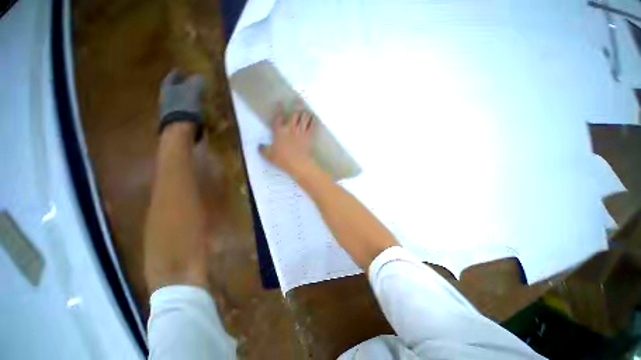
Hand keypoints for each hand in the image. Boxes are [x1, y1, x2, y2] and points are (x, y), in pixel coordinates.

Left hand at [159, 69, 204, 139]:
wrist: (181, 131)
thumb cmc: (185, 108)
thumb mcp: (192, 92)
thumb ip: (195, 83)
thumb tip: (199, 76)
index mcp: (167, 89)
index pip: (171, 78)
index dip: (177, 73)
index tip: (182, 70)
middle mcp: (165, 99)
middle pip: (173, 90)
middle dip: (181, 86)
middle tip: (190, 83)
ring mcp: (170, 112)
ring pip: (178, 101)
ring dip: (186, 99)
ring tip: (196, 98)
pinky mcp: (177, 122)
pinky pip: (184, 112)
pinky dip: (190, 110)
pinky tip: (198, 111)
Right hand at [260, 104, 315, 176]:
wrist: (298, 163)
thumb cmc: (283, 159)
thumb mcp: (269, 156)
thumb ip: (263, 149)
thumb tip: (259, 146)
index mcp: (279, 131)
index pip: (278, 117)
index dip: (279, 109)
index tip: (280, 102)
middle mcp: (290, 128)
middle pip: (294, 114)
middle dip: (296, 107)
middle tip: (298, 102)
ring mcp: (301, 131)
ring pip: (304, 117)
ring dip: (305, 113)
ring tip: (306, 111)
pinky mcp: (309, 136)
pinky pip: (313, 125)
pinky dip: (313, 121)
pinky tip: (314, 118)